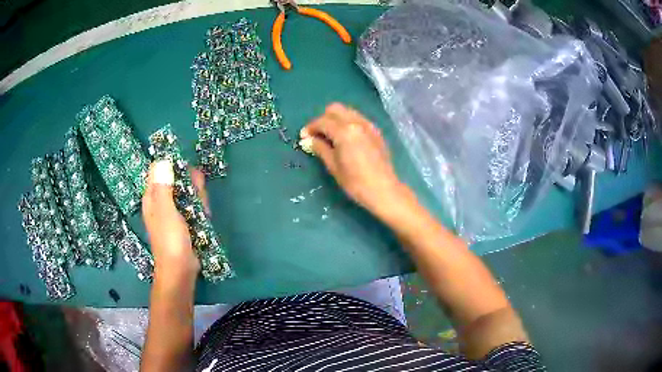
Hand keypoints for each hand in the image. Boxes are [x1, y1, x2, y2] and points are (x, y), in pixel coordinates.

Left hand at [142, 161, 204, 280]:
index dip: (173, 165)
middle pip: (177, 178)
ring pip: (188, 191)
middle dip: (191, 184)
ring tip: (203, 211)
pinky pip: (193, 205)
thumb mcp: (166, 212)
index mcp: (153, 196)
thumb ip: (164, 187)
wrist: (181, 271)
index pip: (160, 169)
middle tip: (199, 196)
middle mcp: (162, 200)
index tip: (188, 170)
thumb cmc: (170, 241)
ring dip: (198, 197)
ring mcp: (174, 210)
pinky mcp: (185, 220)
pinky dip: (201, 208)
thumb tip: (163, 160)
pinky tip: (205, 217)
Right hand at [301, 103, 406, 216]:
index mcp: (344, 131)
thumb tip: (308, 140)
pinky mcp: (376, 132)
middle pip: (335, 109)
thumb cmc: (355, 182)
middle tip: (317, 134)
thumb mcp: (333, 166)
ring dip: (336, 119)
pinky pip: (358, 119)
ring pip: (348, 112)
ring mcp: (368, 126)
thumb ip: (320, 148)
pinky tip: (346, 138)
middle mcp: (357, 122)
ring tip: (331, 136)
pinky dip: (348, 123)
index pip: (322, 121)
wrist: (383, 190)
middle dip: (323, 119)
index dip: (310, 128)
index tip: (304, 137)